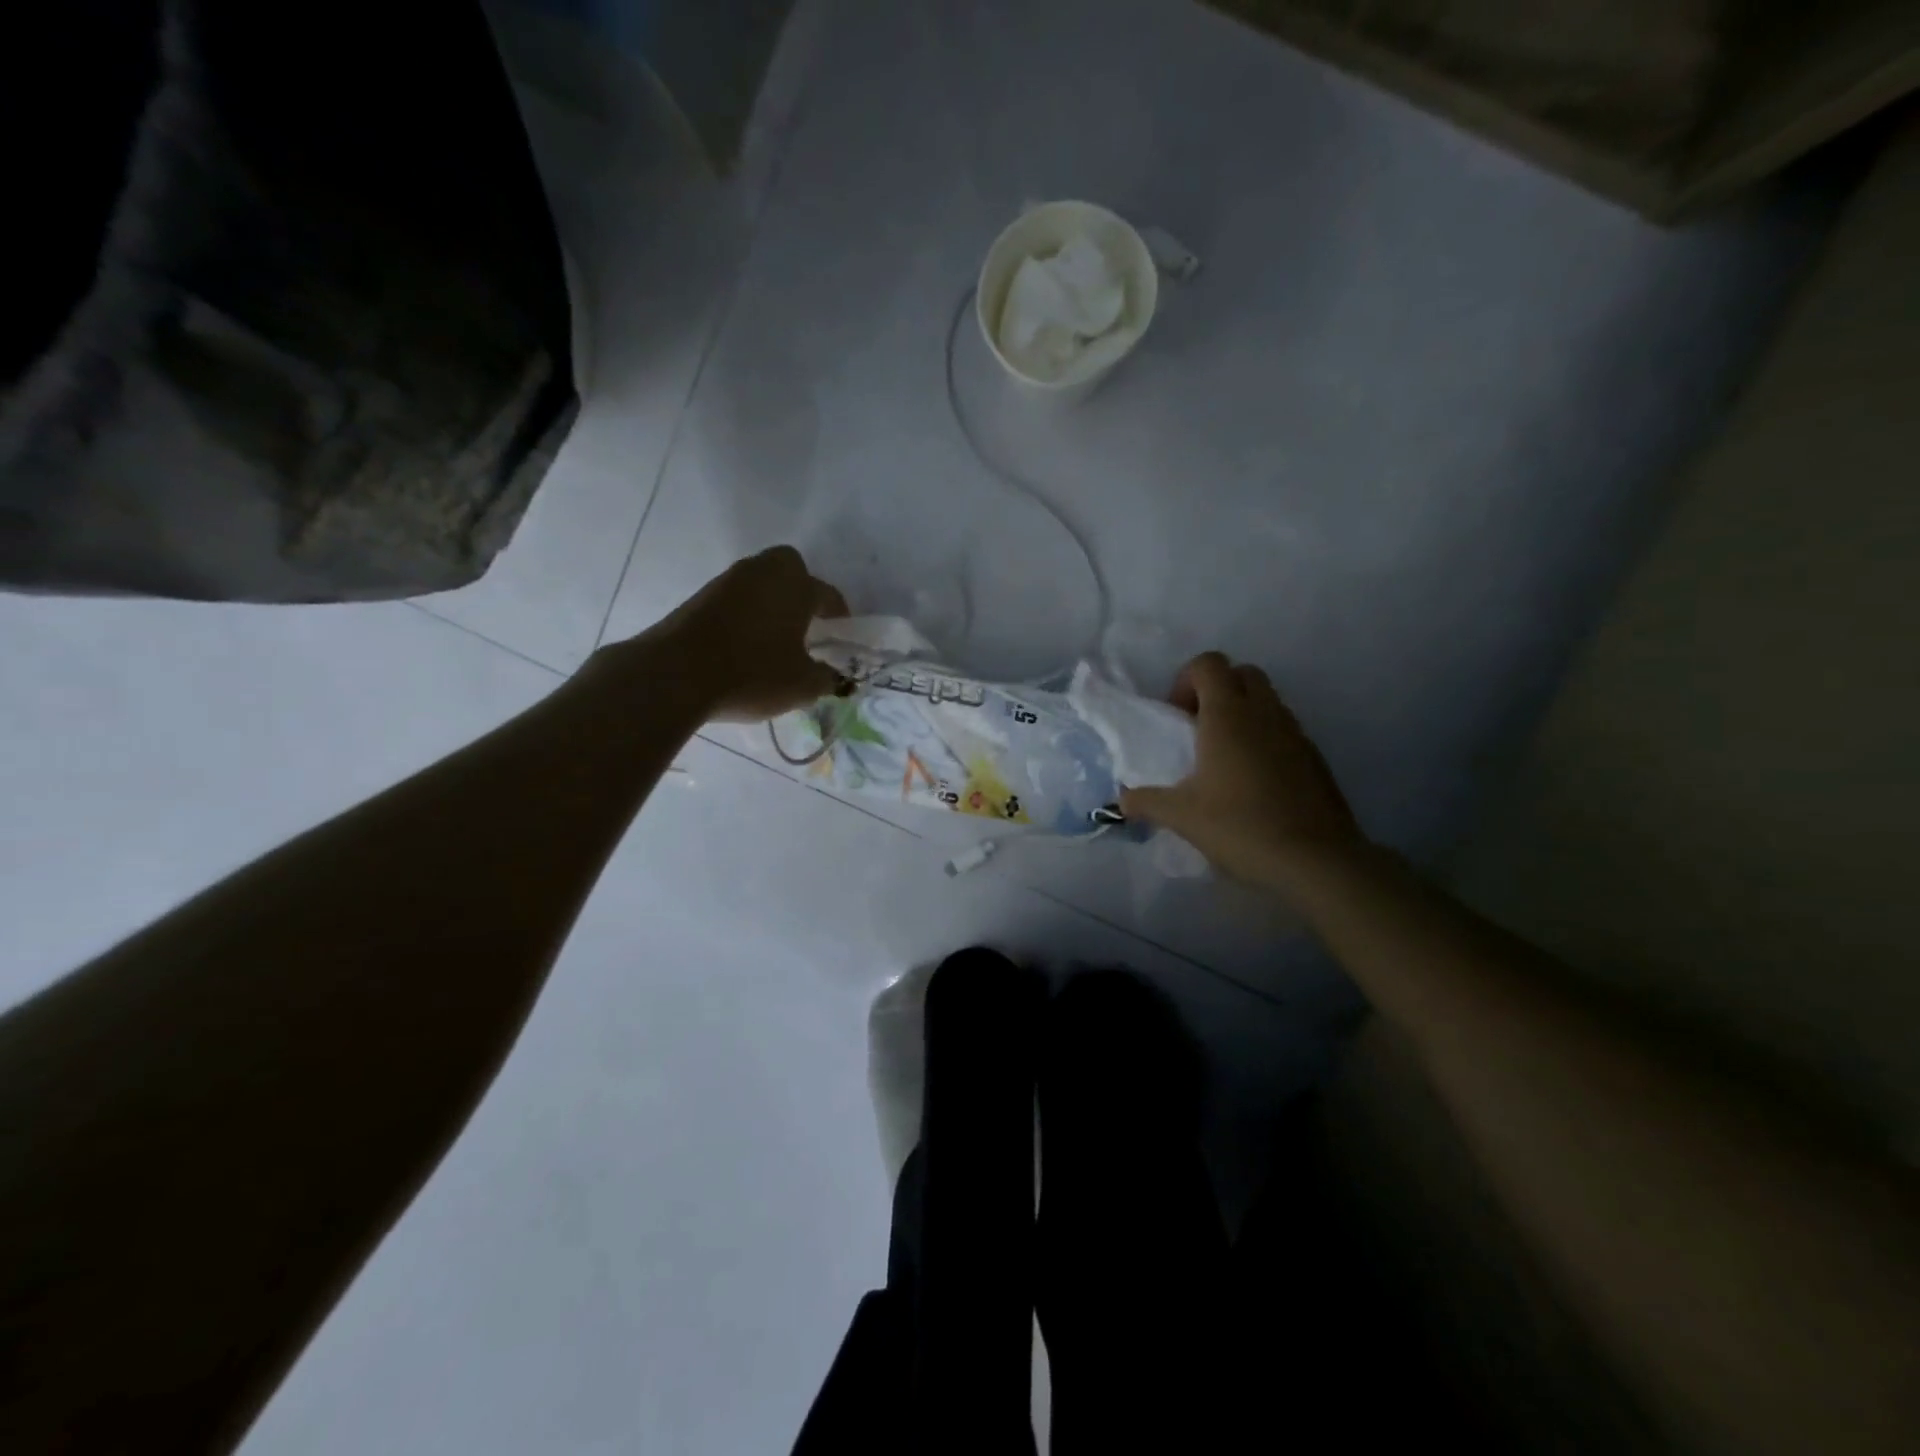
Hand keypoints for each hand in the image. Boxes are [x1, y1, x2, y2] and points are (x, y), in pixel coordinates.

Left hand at [632, 546, 849, 721]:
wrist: (676, 674)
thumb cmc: (752, 674)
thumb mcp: (802, 686)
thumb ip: (825, 679)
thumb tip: (832, 677)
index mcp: (795, 586)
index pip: (827, 594)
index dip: (839, 615)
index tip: (840, 635)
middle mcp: (763, 573)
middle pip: (789, 567)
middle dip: (801, 588)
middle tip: (805, 621)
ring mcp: (727, 581)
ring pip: (760, 581)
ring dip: (770, 601)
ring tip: (775, 637)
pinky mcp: (700, 597)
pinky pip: (735, 598)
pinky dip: (745, 613)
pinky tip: (745, 643)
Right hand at [1120, 652, 1365, 888]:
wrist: (1315, 860)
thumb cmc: (1240, 826)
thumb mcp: (1182, 816)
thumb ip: (1146, 802)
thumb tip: (1122, 800)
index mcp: (1228, 715)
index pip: (1209, 664)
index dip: (1186, 681)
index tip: (1177, 718)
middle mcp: (1264, 713)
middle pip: (1241, 673)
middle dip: (1216, 690)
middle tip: (1198, 730)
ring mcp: (1295, 732)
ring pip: (1266, 700)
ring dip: (1242, 714)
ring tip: (1223, 759)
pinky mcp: (1315, 757)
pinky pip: (1284, 730)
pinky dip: (1265, 739)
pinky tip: (1253, 782)